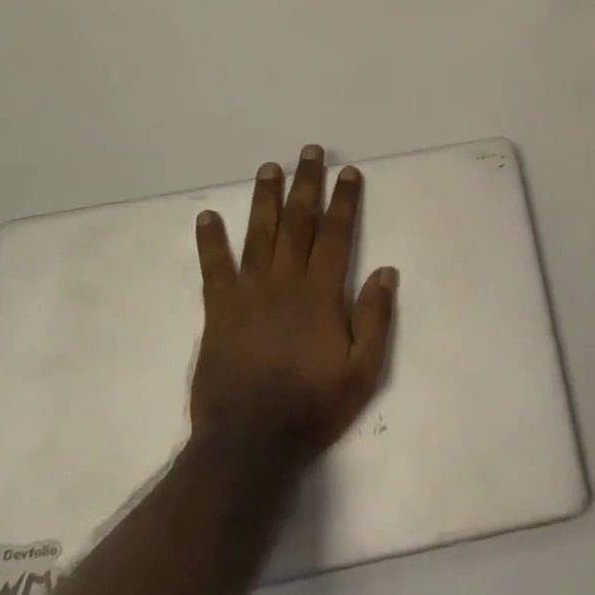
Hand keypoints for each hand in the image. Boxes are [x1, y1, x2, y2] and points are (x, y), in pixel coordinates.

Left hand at [190, 145, 396, 465]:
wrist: (249, 442)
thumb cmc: (313, 406)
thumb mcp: (362, 371)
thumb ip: (375, 318)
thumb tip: (386, 270)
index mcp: (321, 293)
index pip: (336, 234)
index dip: (344, 200)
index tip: (349, 171)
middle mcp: (285, 282)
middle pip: (298, 222)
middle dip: (306, 184)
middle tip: (308, 152)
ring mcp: (248, 293)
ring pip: (259, 234)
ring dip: (265, 198)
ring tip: (269, 167)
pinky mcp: (219, 311)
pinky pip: (214, 268)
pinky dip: (210, 241)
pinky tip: (207, 216)